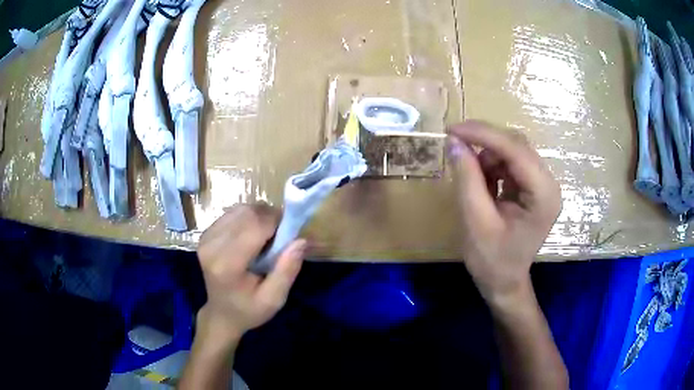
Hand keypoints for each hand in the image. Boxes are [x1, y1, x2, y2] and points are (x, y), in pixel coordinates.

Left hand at [196, 204, 306, 343]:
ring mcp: (206, 238)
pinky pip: (232, 213)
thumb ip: (287, 270)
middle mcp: (212, 246)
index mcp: (227, 264)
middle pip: (247, 213)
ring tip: (267, 237)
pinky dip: (248, 218)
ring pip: (240, 209)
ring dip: (259, 217)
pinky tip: (252, 235)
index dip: (277, 223)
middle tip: (280, 237)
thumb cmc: (249, 310)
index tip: (290, 235)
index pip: (254, 226)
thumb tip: (301, 240)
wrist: (222, 314)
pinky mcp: (205, 234)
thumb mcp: (274, 299)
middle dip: (269, 218)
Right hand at [447, 121, 561, 302]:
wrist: (504, 283)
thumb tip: (454, 142)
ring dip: (486, 156)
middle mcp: (548, 184)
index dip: (483, 135)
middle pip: (517, 145)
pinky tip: (481, 183)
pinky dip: (491, 166)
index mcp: (544, 195)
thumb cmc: (492, 261)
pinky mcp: (532, 186)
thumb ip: (467, 179)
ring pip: (512, 150)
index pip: (516, 150)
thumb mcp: (476, 221)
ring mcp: (542, 184)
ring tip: (470, 177)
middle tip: (454, 146)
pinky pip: (510, 162)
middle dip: (484, 143)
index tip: (452, 130)